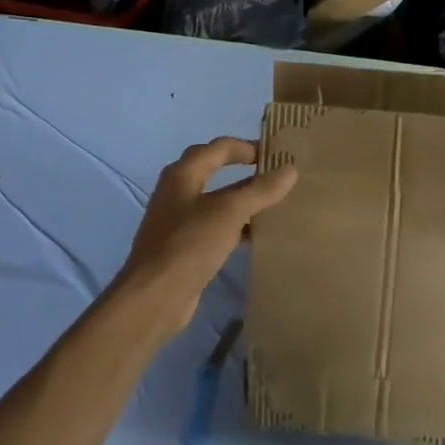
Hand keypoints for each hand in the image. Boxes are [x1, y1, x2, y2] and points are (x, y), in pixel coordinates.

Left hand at [115, 137, 297, 335]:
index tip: (276, 153)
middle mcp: (177, 191)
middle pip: (215, 171)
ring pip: (216, 202)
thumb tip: (290, 169)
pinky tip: (257, 236)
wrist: (154, 297)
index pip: (219, 147)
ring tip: (274, 204)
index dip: (247, 146)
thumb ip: (260, 190)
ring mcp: (178, 221)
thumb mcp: (230, 212)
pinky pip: (215, 227)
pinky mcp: (184, 247)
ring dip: (242, 201)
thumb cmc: (189, 243)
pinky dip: (236, 226)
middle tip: (276, 175)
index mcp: (183, 174)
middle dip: (245, 172)